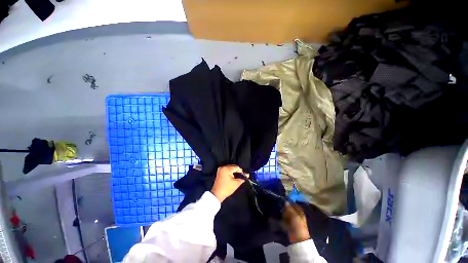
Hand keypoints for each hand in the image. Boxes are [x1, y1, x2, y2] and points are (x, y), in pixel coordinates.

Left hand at [211, 165, 246, 202]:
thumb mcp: (236, 183)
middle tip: (241, 176)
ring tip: (237, 177)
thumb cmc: (227, 188)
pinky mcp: (219, 172)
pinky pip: (226, 170)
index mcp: (227, 169)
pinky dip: (230, 172)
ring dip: (234, 172)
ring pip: (230, 168)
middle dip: (237, 171)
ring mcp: (220, 169)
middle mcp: (223, 167)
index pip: (236, 167)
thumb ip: (242, 178)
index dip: (241, 171)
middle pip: (233, 167)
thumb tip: (247, 175)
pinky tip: (233, 177)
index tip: (244, 176)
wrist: (217, 194)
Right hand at [282, 202, 310, 243]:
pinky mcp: (288, 224)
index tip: (283, 199)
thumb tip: (285, 201)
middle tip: (280, 205)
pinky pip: (284, 219)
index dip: (289, 202)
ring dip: (283, 212)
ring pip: (286, 213)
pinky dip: (282, 218)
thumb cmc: (298, 226)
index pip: (294, 204)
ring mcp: (292, 220)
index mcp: (300, 212)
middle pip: (289, 209)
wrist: (298, 239)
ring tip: (278, 210)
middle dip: (285, 207)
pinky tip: (279, 216)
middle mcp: (296, 215)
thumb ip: (289, 208)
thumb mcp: (294, 216)